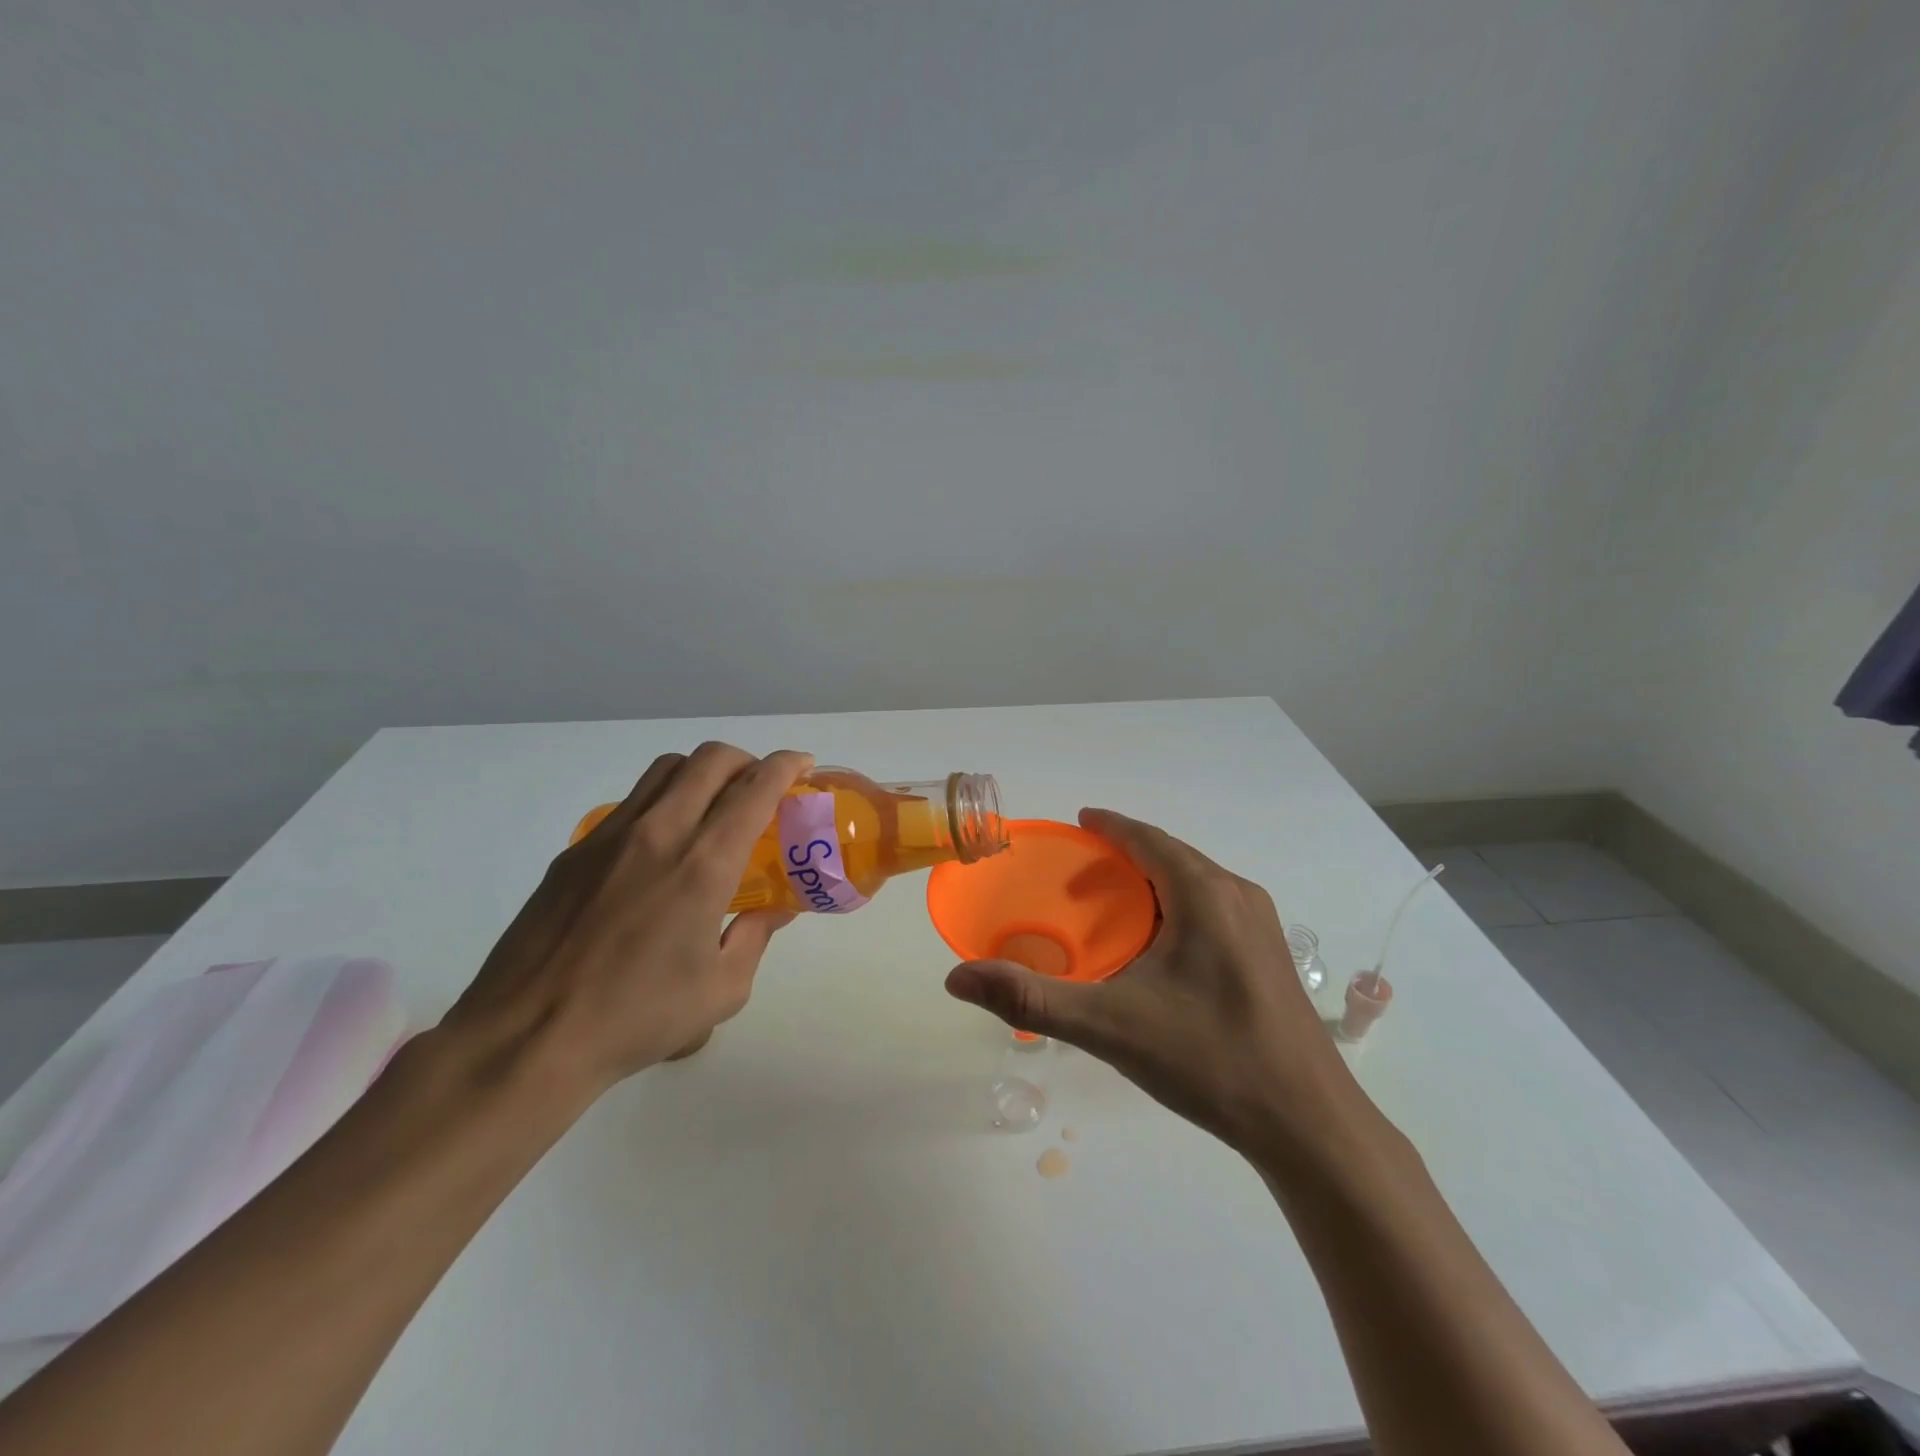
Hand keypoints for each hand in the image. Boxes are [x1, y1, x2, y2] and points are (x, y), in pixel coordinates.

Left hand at [442, 743, 812, 1099]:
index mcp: (703, 864)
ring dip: (702, 773)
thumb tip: (775, 912)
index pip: (754, 788)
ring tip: (714, 806)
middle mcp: (659, 833)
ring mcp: (610, 837)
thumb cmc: (637, 1017)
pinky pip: (630, 804)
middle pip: (709, 760)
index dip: (787, 766)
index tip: (804, 766)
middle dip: (747, 760)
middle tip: (761, 786)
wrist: (527, 1038)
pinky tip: (661, 850)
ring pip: (665, 770)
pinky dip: (662, 803)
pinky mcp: (574, 853)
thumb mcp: (722, 990)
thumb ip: (755, 938)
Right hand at [944, 808, 1361, 1157]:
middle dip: (1126, 855)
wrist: (1309, 1125)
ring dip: (1154, 881)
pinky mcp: (1271, 957)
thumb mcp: (1110, 1027)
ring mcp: (1262, 926)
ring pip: (1196, 883)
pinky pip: (1214, 908)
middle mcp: (1238, 896)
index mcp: (1204, 895)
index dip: (1110, 826)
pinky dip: (1178, 906)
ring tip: (1114, 906)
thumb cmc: (1209, 1060)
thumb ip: (1032, 998)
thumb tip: (958, 978)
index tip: (1079, 821)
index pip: (1148, 839)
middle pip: (1172, 857)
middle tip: (1081, 873)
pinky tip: (1161, 948)